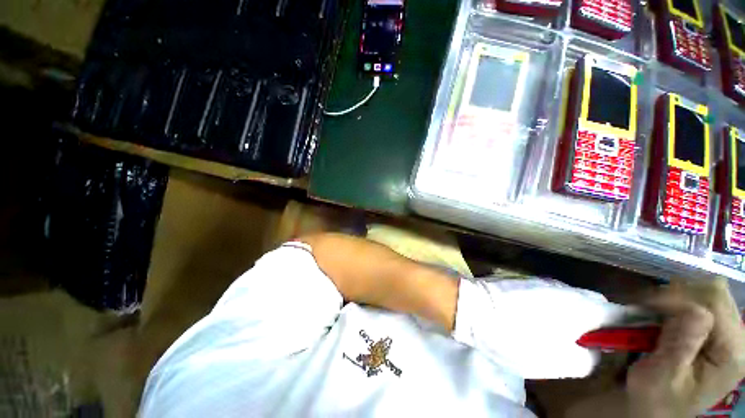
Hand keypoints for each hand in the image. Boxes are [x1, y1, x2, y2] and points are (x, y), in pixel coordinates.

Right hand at [625, 278, 744, 416]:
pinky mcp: (718, 331)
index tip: (643, 305)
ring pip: (710, 291)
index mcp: (731, 354)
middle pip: (716, 292)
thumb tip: (690, 308)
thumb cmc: (656, 398)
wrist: (659, 409)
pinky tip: (666, 315)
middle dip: (679, 293)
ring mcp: (731, 334)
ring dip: (679, 296)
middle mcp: (739, 339)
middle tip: (648, 307)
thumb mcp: (662, 376)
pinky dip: (681, 300)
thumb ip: (681, 344)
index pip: (714, 303)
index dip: (677, 297)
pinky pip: (704, 300)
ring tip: (655, 311)